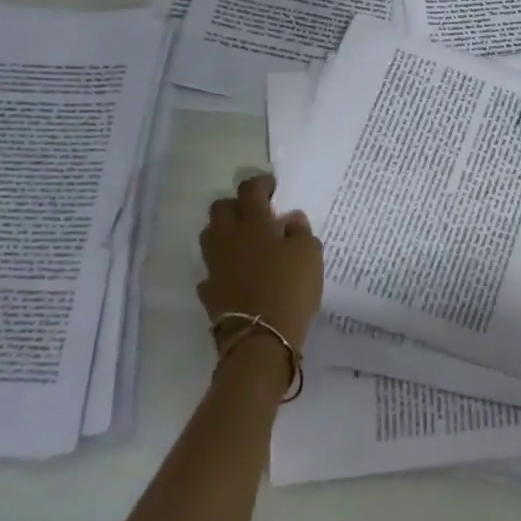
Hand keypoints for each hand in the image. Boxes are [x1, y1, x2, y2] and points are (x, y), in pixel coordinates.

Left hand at [197, 174, 323, 348]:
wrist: (261, 338)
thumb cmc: (290, 288)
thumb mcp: (310, 254)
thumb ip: (301, 232)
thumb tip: (291, 219)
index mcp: (253, 224)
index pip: (250, 190)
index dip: (261, 183)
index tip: (272, 187)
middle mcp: (228, 239)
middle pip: (220, 209)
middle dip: (236, 205)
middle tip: (256, 213)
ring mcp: (214, 265)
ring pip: (211, 237)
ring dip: (225, 233)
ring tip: (246, 242)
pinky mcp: (209, 291)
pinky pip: (212, 270)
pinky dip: (223, 268)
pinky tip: (237, 275)